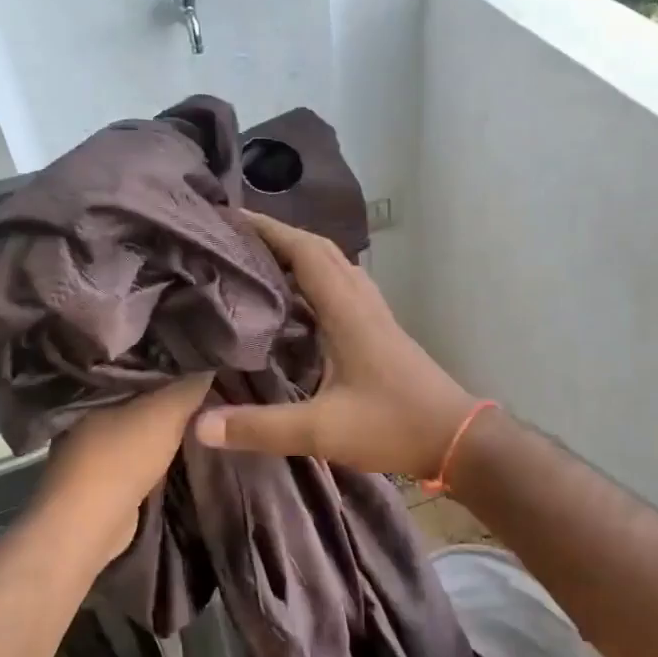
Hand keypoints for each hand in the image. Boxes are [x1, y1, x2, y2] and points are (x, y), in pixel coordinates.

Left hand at [34, 374, 212, 560]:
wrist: (89, 524)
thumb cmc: (123, 456)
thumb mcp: (167, 412)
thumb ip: (189, 386)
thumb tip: (210, 362)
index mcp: (97, 387)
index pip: (137, 361)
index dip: (169, 359)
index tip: (200, 356)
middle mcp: (88, 411)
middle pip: (139, 393)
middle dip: (169, 390)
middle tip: (207, 382)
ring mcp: (91, 444)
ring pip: (139, 422)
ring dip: (164, 421)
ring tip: (202, 410)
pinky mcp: (101, 474)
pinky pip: (138, 449)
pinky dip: (157, 447)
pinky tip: (181, 443)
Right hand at [194, 212, 475, 477]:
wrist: (457, 438)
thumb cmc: (393, 426)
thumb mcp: (322, 431)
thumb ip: (260, 428)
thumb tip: (200, 426)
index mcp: (347, 310)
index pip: (305, 251)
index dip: (268, 229)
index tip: (229, 218)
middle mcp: (361, 301)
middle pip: (319, 250)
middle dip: (278, 237)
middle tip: (235, 240)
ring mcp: (374, 313)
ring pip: (333, 267)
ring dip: (298, 256)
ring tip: (257, 263)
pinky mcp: (379, 330)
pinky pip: (341, 288)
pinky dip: (313, 281)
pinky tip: (294, 304)